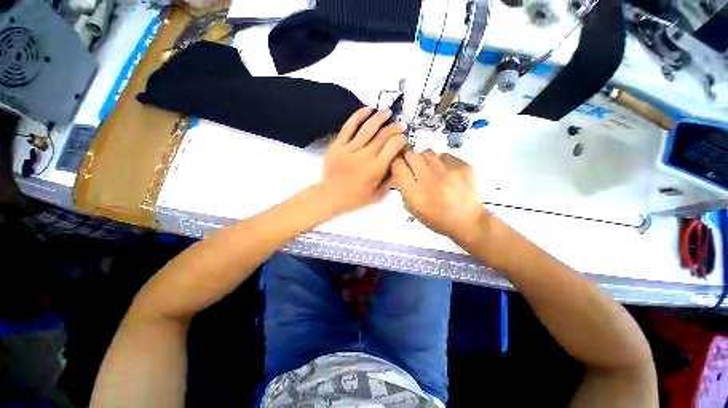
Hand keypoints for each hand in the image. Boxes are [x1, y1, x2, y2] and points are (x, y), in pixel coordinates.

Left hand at [318, 107, 406, 215]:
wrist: (330, 196)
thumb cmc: (355, 199)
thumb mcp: (377, 195)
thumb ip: (389, 180)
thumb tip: (398, 162)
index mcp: (375, 169)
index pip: (393, 146)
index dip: (401, 140)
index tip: (403, 140)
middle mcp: (364, 156)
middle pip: (383, 135)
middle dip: (394, 128)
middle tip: (400, 126)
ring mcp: (349, 149)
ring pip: (368, 128)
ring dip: (380, 118)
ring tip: (387, 112)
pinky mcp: (337, 145)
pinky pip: (349, 127)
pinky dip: (358, 116)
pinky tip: (368, 109)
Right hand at [392, 150, 489, 244]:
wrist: (467, 221)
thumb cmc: (437, 219)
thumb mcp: (413, 210)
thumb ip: (404, 190)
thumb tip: (401, 171)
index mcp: (415, 193)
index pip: (398, 166)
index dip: (397, 163)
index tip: (400, 165)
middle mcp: (430, 179)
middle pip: (412, 155)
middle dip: (410, 159)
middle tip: (415, 167)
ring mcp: (448, 171)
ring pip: (428, 152)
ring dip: (425, 159)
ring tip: (431, 171)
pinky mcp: (462, 166)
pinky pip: (444, 155)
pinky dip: (442, 162)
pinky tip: (446, 173)